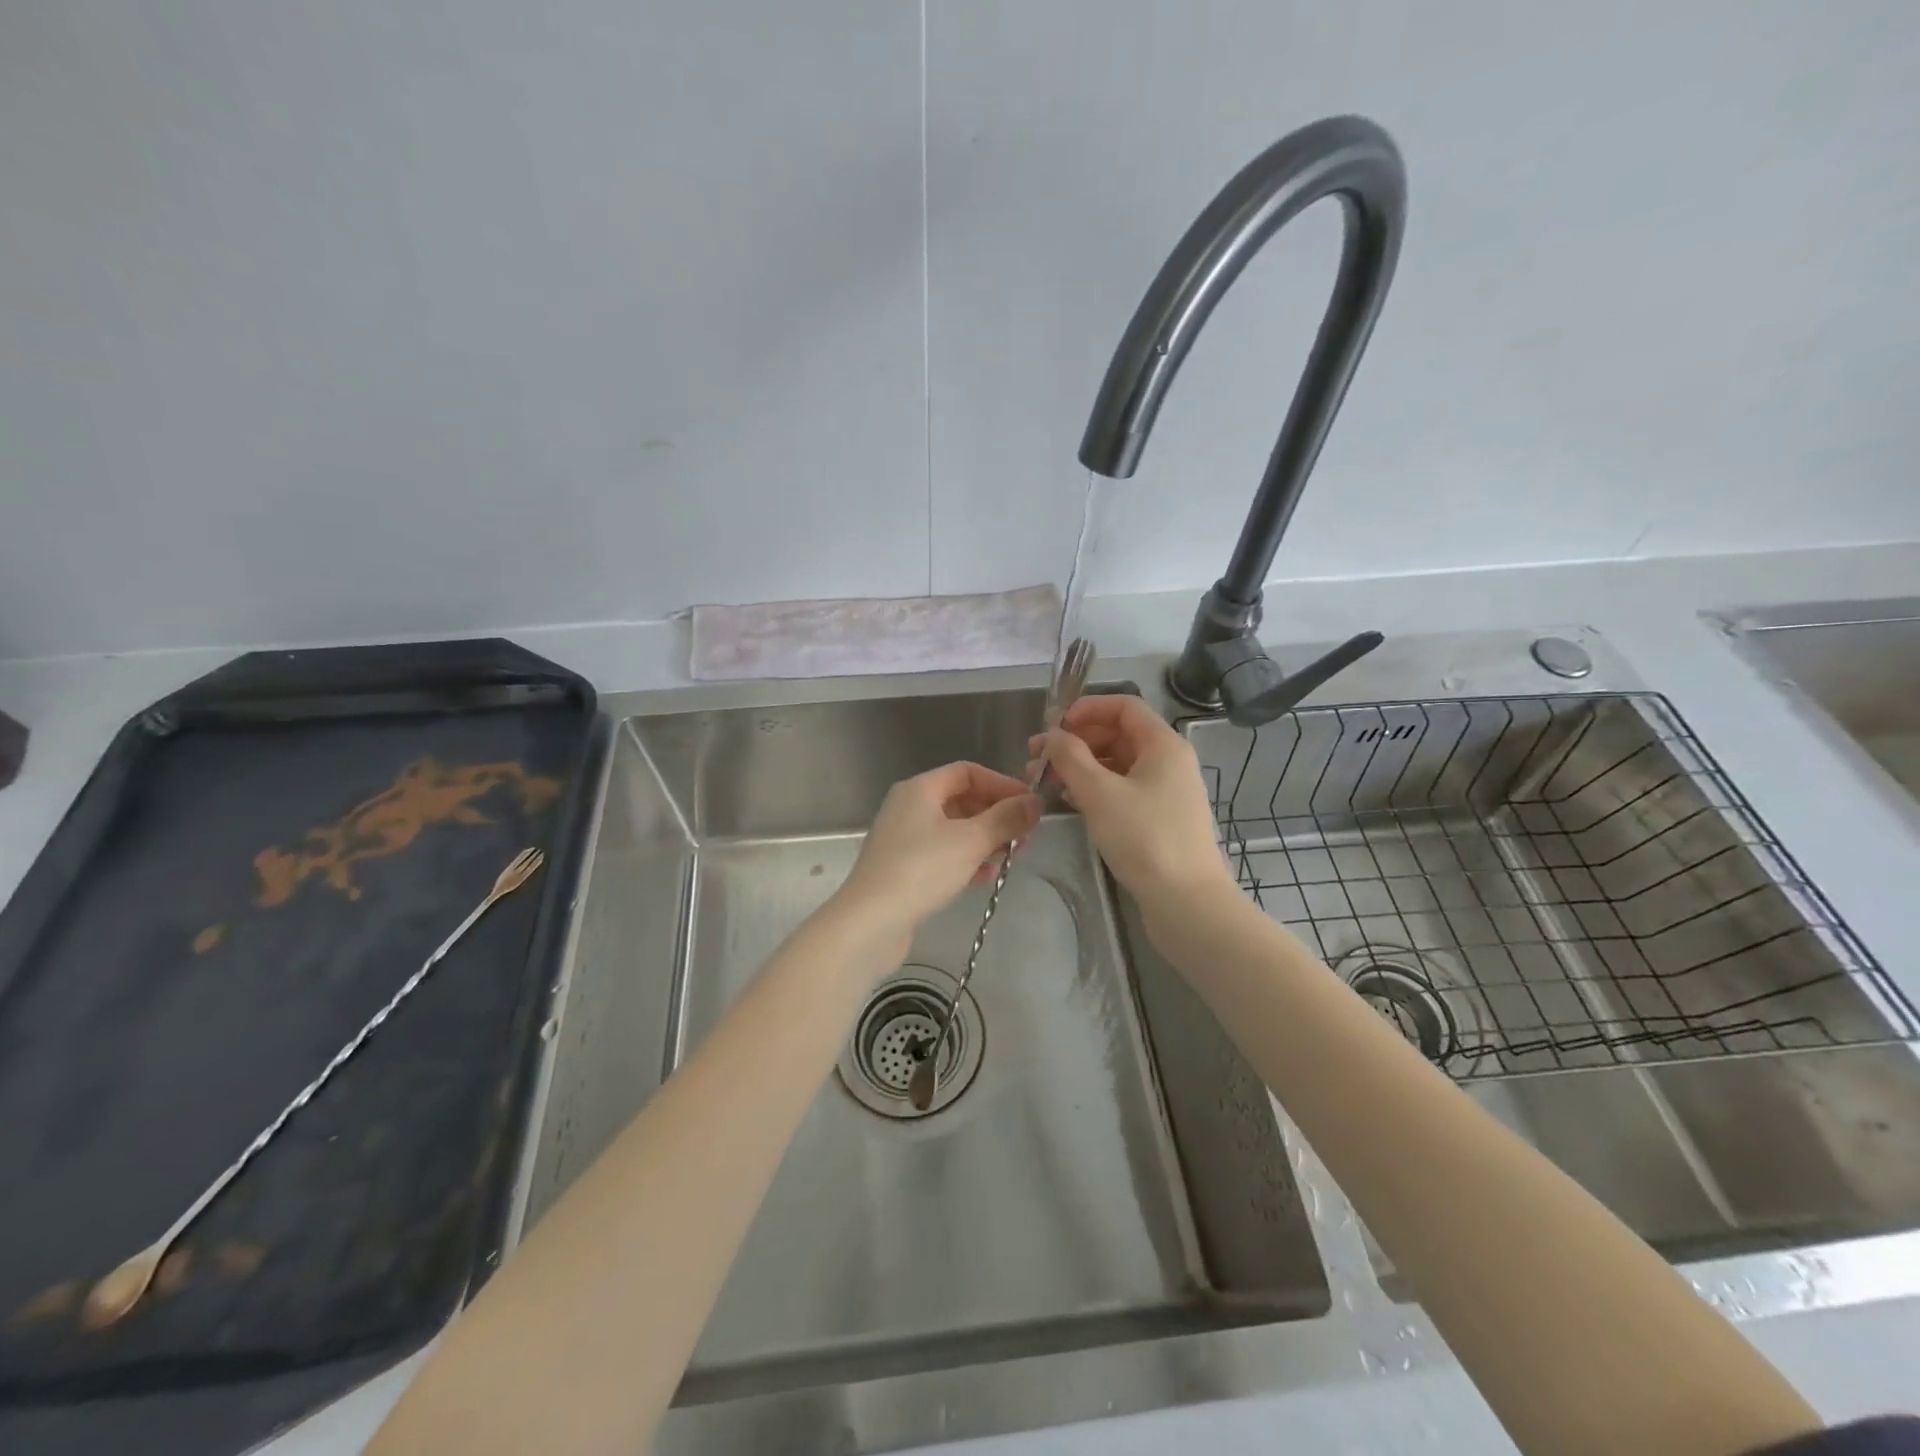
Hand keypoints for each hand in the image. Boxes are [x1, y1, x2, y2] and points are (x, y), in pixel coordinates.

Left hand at [833, 762, 1038, 958]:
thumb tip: (1035, 802)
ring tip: (1012, 857)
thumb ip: (1006, 819)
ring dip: (985, 839)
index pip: (967, 772)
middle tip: (1025, 836)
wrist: (870, 923)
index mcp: (920, 789)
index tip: (1029, 805)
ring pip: (954, 830)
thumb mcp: (971, 841)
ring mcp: (903, 839)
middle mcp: (908, 807)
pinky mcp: (903, 868)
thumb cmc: (921, 870)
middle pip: (961, 800)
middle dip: (996, 815)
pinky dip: (966, 860)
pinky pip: (943, 854)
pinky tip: (986, 877)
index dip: (1001, 784)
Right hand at [1034, 696, 1234, 913]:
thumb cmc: (1145, 838)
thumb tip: (1052, 735)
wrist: (1186, 903)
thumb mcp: (1100, 793)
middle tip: (1036, 758)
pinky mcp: (1158, 819)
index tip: (1052, 726)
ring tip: (1043, 781)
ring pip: (1117, 764)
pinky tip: (1068, 802)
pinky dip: (1094, 789)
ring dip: (1080, 767)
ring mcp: (1165, 792)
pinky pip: (1122, 790)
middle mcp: (1168, 761)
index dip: (1086, 709)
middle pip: (1118, 734)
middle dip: (1075, 741)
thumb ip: (1070, 757)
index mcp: (1163, 745)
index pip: (1124, 706)